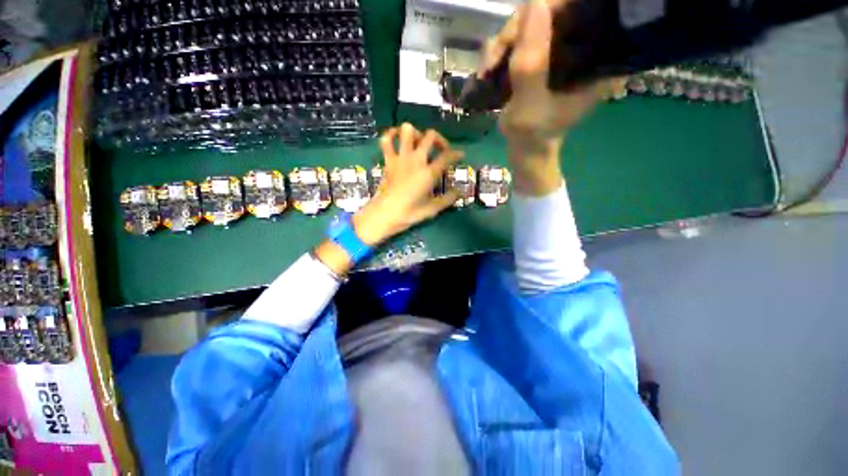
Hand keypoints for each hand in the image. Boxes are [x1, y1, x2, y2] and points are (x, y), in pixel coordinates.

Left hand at [352, 123, 462, 245]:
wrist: (384, 214)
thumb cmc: (409, 213)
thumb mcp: (432, 209)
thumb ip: (447, 199)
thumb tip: (459, 192)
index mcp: (429, 173)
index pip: (447, 156)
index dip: (456, 154)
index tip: (461, 155)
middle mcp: (416, 160)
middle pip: (430, 136)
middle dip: (439, 140)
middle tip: (441, 150)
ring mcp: (400, 157)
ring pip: (408, 131)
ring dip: (416, 134)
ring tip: (420, 144)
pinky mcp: (388, 160)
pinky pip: (386, 140)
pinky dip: (391, 135)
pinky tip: (396, 137)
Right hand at [481, 0, 612, 194]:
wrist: (526, 149)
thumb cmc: (531, 135)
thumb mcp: (529, 104)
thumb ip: (532, 63)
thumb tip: (534, 4)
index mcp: (596, 59)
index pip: (580, 10)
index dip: (547, 10)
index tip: (516, 35)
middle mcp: (585, 48)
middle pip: (552, 13)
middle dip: (516, 32)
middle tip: (493, 62)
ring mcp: (562, 52)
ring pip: (532, 24)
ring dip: (503, 44)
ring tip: (487, 71)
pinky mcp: (545, 58)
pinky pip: (522, 39)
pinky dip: (502, 51)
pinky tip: (490, 69)